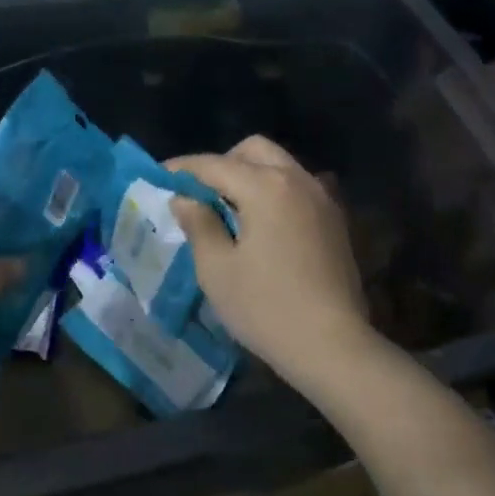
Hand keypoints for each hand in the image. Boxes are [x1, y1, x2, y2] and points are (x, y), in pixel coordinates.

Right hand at [167, 136, 374, 384]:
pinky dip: (275, 191)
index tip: (160, 176)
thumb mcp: (217, 269)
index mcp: (265, 186)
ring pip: (279, 165)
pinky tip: (263, 224)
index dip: (183, 169)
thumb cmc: (266, 307)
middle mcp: (296, 179)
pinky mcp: (335, 219)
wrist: (333, 345)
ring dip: (250, 175)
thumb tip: (186, 198)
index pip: (214, 164)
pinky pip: (298, 187)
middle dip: (222, 163)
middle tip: (200, 193)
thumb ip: (199, 224)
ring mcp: (321, 197)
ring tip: (229, 209)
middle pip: (253, 150)